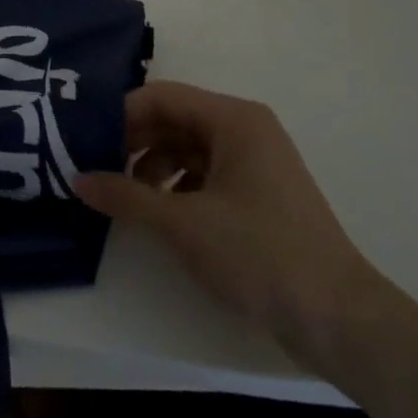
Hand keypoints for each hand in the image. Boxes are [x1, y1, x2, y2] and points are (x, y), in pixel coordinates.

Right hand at [74, 81, 385, 373]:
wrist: (340, 320)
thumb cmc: (259, 254)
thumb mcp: (182, 223)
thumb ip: (125, 196)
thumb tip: (78, 179)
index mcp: (233, 119)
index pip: (161, 96)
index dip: (120, 114)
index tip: (85, 140)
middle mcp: (245, 129)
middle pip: (173, 120)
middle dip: (132, 141)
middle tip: (94, 166)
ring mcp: (255, 162)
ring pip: (187, 148)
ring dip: (151, 166)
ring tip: (123, 196)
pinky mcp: (258, 194)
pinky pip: (205, 174)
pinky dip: (176, 186)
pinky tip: (157, 213)